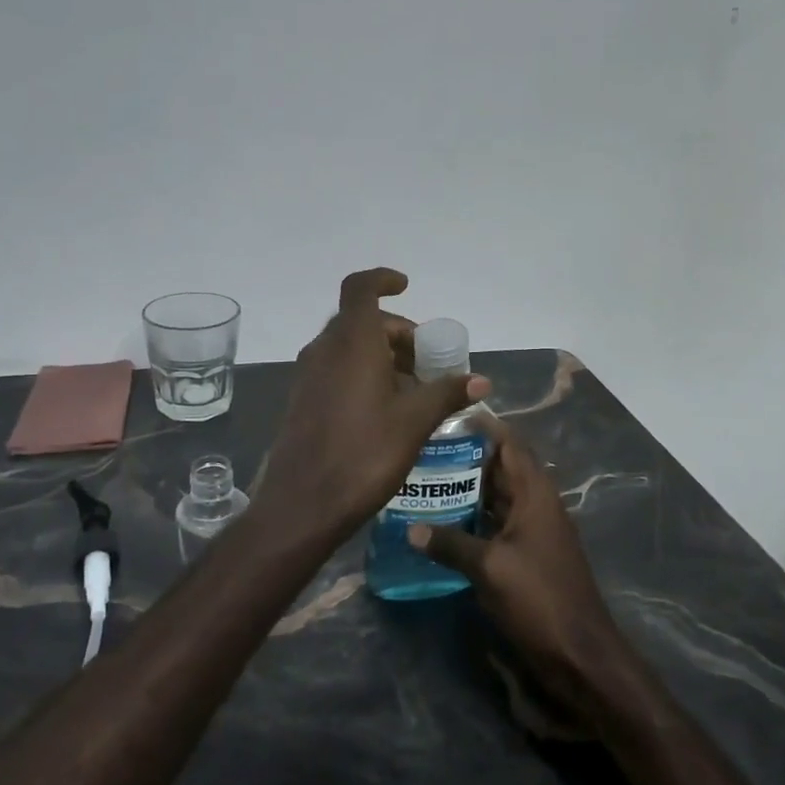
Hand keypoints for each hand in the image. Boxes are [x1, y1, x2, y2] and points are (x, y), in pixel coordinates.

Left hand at [261, 269, 490, 534]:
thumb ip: (447, 393)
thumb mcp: (414, 422)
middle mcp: (325, 349)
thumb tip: (482, 380)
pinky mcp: (302, 400)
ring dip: (380, 354)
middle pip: (360, 320)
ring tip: (411, 387)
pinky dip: (361, 372)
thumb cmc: (363, 453)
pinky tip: (384, 409)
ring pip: (348, 346)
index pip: (361, 288)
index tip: (406, 287)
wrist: (303, 504)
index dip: (383, 279)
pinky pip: (336, 369)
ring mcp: (309, 375)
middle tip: (425, 359)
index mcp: (352, 342)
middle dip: (395, 331)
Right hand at [410, 432, 634, 719]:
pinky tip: (443, 523)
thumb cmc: (538, 598)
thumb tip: (410, 529)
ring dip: (468, 489)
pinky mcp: (528, 555)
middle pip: (501, 468)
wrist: (580, 654)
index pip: (510, 445)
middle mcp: (536, 504)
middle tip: (425, 449)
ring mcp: (534, 531)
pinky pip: (497, 524)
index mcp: (535, 494)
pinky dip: (474, 518)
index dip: (483, 427)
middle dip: (467, 457)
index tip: (448, 415)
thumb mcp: (489, 568)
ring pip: (497, 497)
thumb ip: (450, 544)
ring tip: (426, 479)